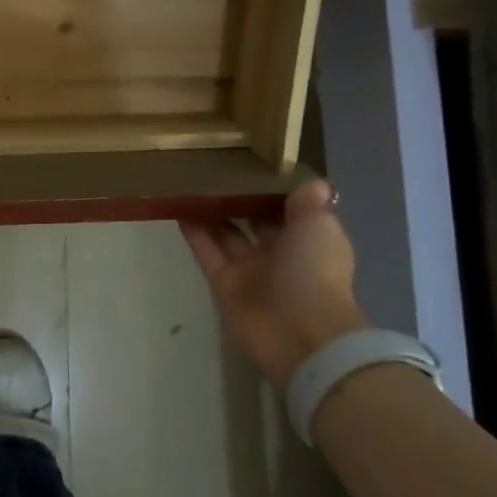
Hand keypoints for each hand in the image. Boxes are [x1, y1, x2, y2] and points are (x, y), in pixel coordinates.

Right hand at [180, 179, 368, 386]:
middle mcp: (281, 255)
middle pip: (255, 221)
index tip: (253, 163)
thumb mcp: (319, 226)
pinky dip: (194, 233)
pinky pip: (207, 253)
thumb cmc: (314, 270)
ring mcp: (251, 271)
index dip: (273, 189)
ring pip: (227, 235)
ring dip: (212, 212)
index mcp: (310, 240)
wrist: (299, 333)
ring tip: (190, 183)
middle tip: (215, 169)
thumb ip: (308, 203)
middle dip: (239, 199)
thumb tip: (311, 182)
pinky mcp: (224, 285)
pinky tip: (178, 208)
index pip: (290, 210)